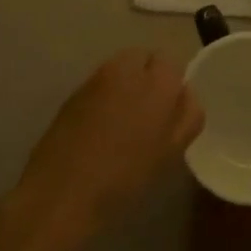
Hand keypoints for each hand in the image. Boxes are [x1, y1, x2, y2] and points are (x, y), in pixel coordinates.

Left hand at [0, 51, 202, 249]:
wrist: (62, 192)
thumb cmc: (125, 177)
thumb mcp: (170, 152)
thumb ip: (187, 116)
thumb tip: (185, 95)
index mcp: (158, 82)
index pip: (173, 65)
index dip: (173, 88)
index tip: (169, 114)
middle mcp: (127, 69)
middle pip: (145, 58)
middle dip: (149, 77)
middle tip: (148, 114)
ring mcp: (96, 78)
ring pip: (120, 69)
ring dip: (126, 85)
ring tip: (123, 123)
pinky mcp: (73, 92)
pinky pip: (99, 85)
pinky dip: (104, 97)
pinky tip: (100, 129)